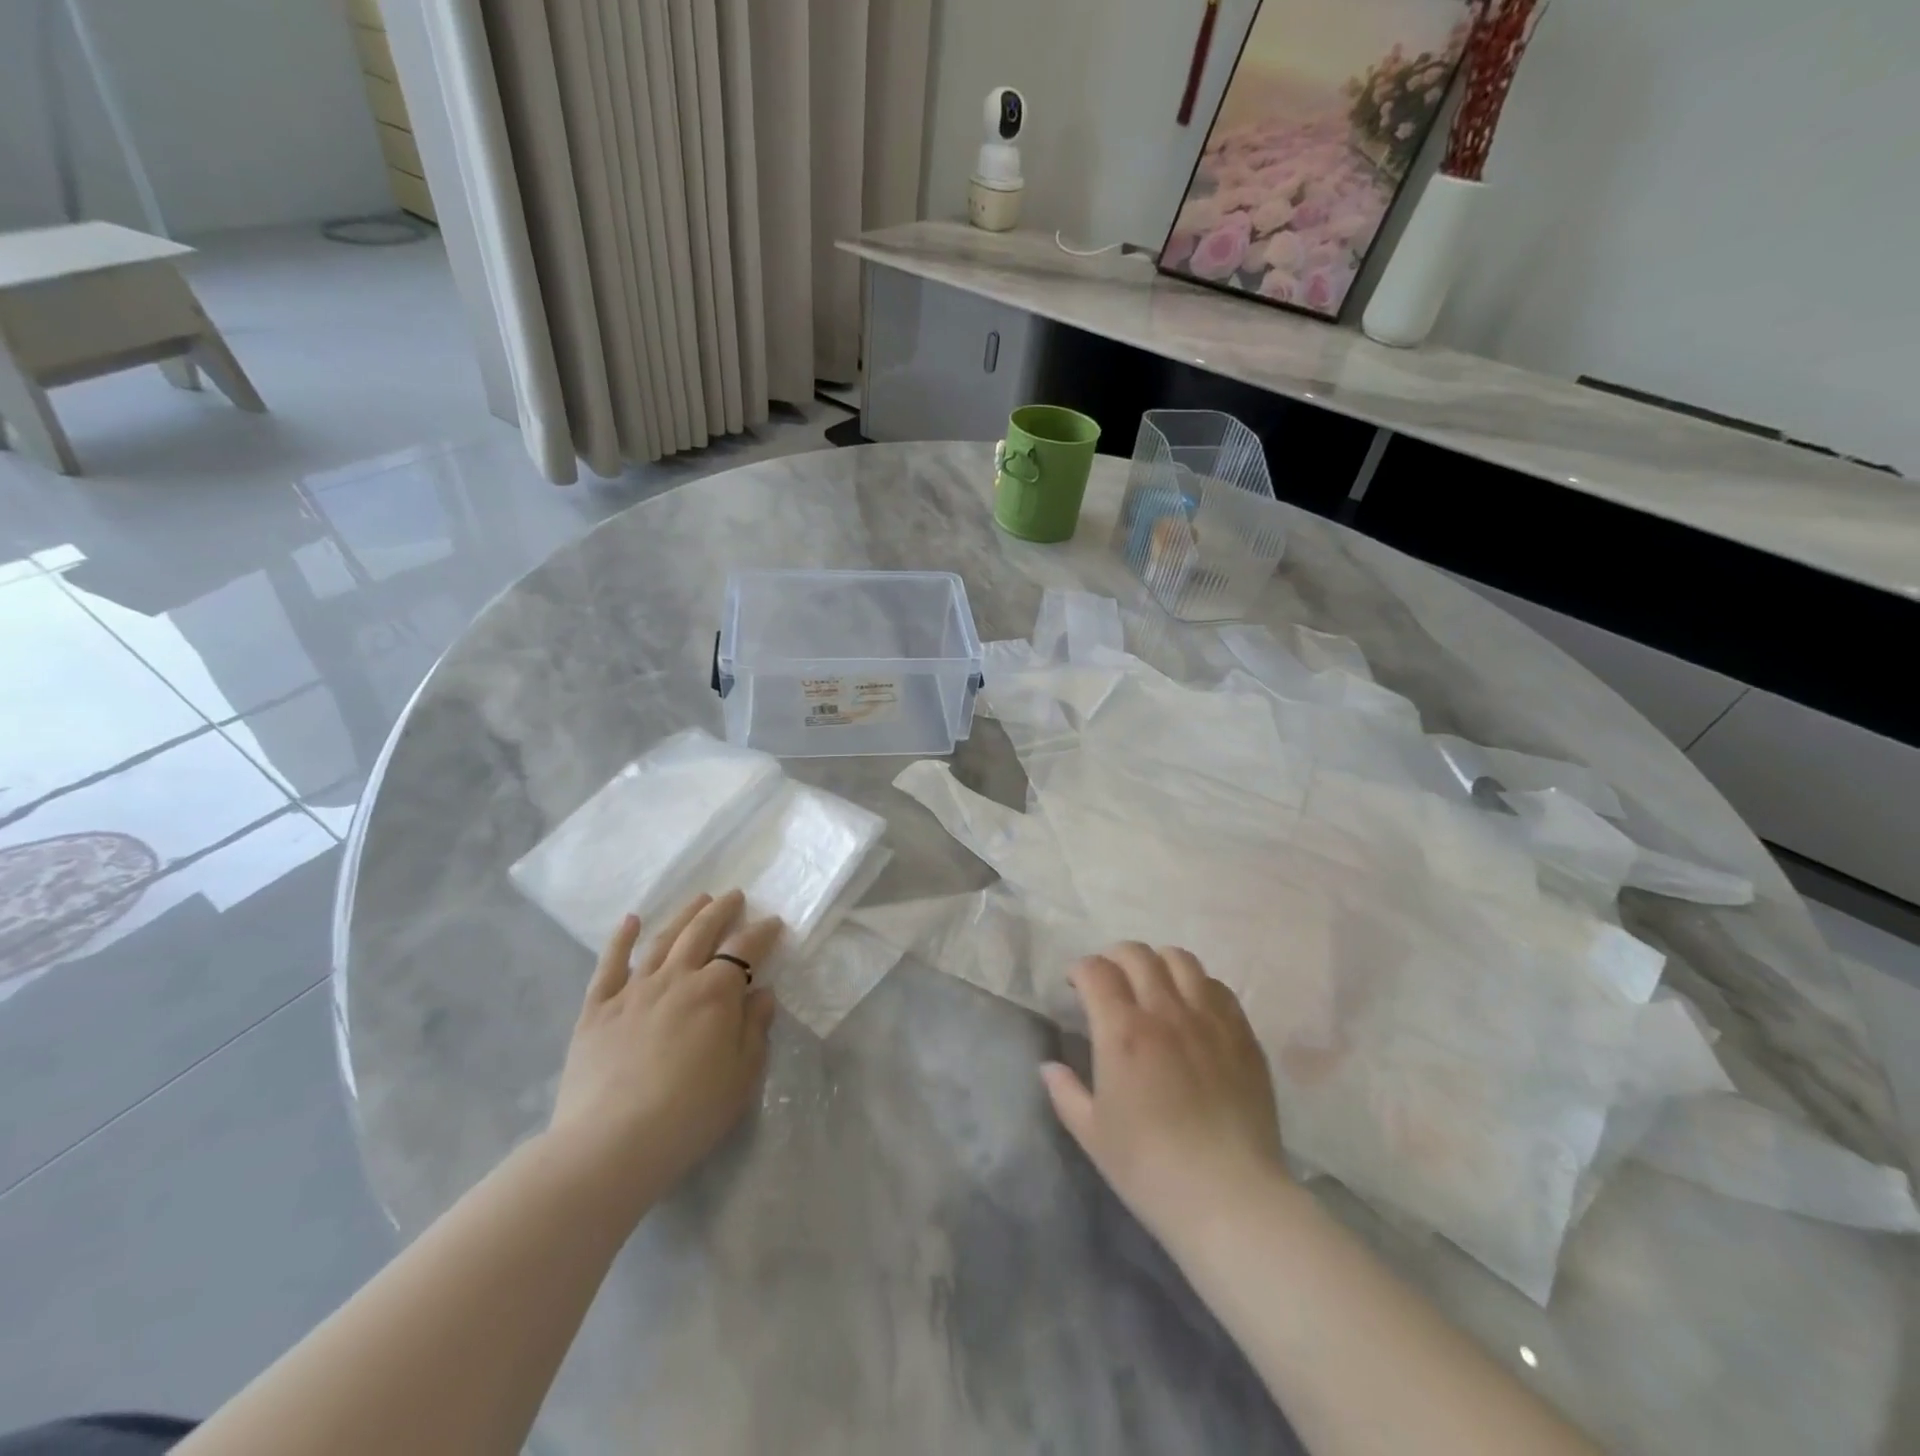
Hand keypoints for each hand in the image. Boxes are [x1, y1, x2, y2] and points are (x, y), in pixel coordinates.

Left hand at [549, 890, 781, 1209]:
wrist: (612, 1145)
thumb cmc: (690, 1113)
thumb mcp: (743, 1075)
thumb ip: (755, 1028)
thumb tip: (760, 992)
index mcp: (715, 993)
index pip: (744, 949)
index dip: (762, 932)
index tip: (774, 923)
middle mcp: (675, 979)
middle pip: (701, 932)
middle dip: (722, 910)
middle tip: (735, 896)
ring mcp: (632, 991)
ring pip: (662, 940)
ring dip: (683, 915)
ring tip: (698, 899)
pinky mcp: (597, 1010)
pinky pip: (610, 965)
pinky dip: (621, 939)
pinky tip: (630, 921)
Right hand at [1042, 942, 1285, 1247]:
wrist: (1230, 1198)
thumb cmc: (1150, 1168)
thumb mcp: (1092, 1134)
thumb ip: (1065, 1092)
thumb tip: (1048, 1067)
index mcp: (1122, 1031)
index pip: (1097, 970)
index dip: (1081, 969)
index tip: (1076, 986)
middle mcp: (1165, 1011)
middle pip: (1137, 954)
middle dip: (1114, 958)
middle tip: (1110, 982)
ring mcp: (1209, 1019)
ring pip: (1180, 959)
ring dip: (1157, 963)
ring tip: (1153, 985)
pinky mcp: (1242, 1034)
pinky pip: (1217, 987)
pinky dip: (1197, 984)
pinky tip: (1192, 1007)